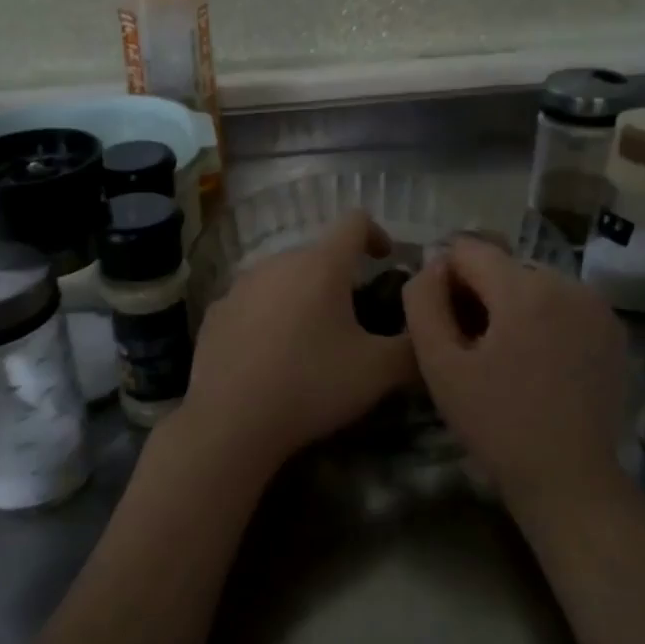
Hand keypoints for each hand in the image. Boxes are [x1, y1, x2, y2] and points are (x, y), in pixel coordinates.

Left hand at [178, 210, 416, 479]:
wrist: (230, 422)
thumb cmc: (312, 385)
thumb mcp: (378, 372)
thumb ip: (413, 347)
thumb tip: (428, 334)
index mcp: (320, 265)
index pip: (355, 222)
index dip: (377, 234)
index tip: (385, 261)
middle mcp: (277, 262)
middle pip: (317, 254)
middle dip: (340, 277)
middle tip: (354, 318)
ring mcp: (240, 286)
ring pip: (282, 277)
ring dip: (302, 296)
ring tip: (311, 339)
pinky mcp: (215, 312)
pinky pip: (252, 302)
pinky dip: (269, 317)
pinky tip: (271, 356)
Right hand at [403, 236, 628, 508]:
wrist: (568, 477)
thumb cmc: (496, 423)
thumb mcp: (439, 365)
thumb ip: (423, 302)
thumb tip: (431, 265)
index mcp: (525, 288)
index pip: (467, 249)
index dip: (444, 280)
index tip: (445, 324)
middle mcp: (568, 283)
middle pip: (502, 265)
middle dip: (479, 294)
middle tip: (471, 348)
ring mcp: (597, 305)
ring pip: (531, 283)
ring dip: (510, 307)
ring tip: (504, 358)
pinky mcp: (612, 328)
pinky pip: (562, 303)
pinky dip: (542, 319)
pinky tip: (536, 362)